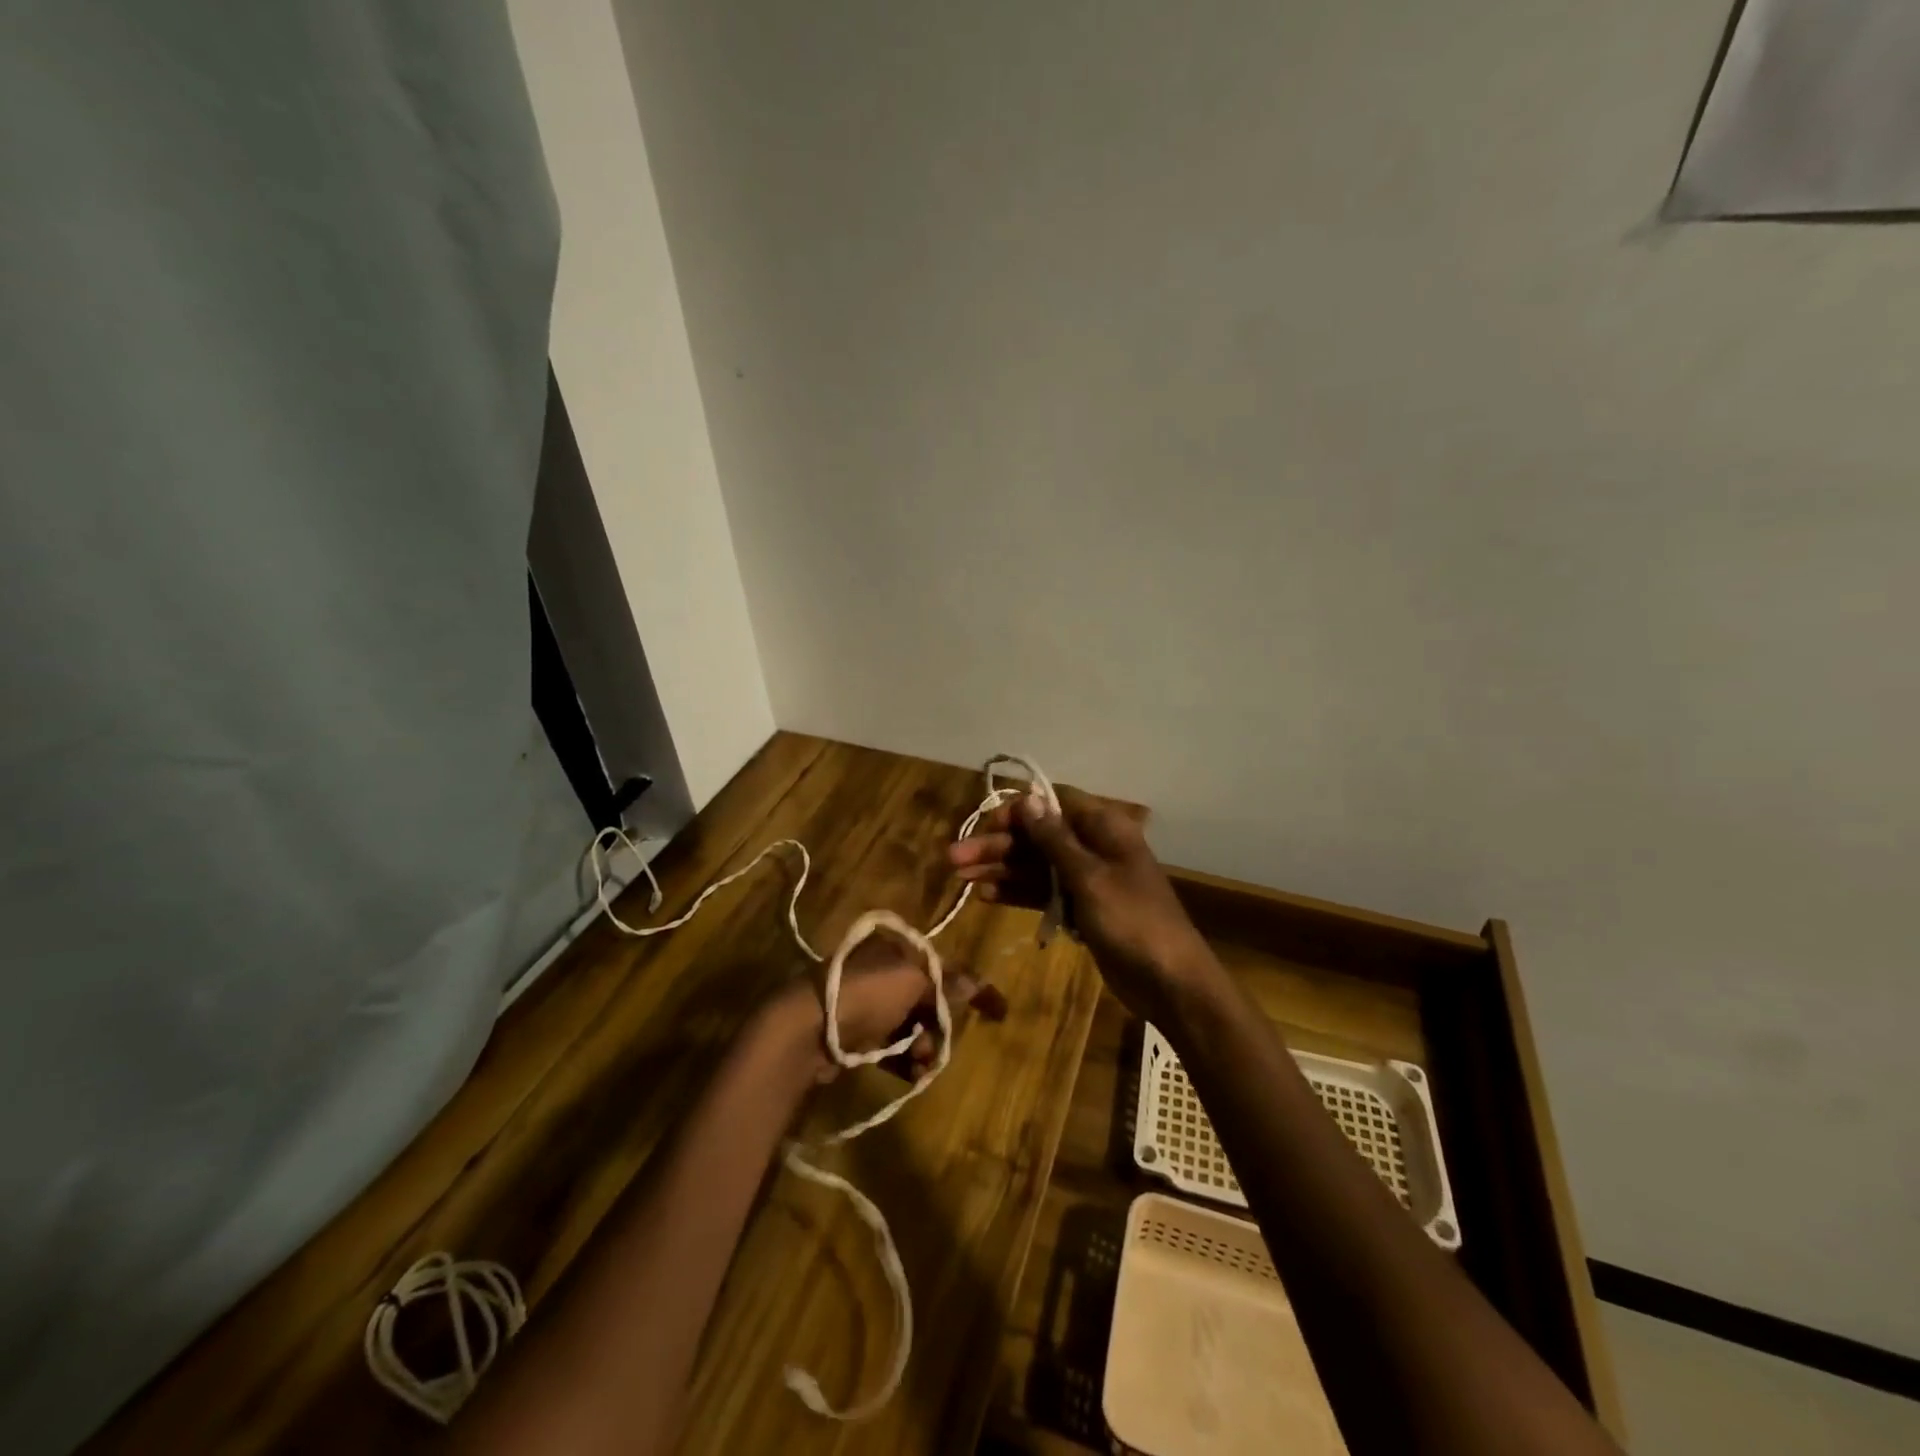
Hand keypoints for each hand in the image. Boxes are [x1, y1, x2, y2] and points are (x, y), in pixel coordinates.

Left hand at [764, 925, 979, 1082]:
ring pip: (912, 1026)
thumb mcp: (912, 981)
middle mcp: (884, 972)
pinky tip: (912, 1074)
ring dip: (924, 1046)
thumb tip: (977, 982)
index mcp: (897, 950)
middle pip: (928, 1000)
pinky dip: (905, 1059)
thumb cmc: (865, 993)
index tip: (999, 1011)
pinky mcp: (856, 1035)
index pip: (944, 967)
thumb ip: (947, 983)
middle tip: (939, 1046)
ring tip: (922, 1065)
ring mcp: (868, 1004)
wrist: (806, 1027)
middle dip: (940, 1025)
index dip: (971, 987)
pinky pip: (892, 1047)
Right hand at [948, 787, 1211, 1020]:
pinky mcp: (1081, 908)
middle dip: (998, 845)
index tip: (986, 826)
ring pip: (1036, 865)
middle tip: (954, 859)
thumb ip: (1054, 840)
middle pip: (1037, 836)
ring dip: (1001, 869)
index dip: (1018, 811)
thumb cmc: (1132, 921)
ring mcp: (1087, 879)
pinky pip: (1044, 892)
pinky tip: (986, 896)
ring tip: (960, 878)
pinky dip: (1018, 892)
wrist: (1170, 982)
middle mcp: (1093, 847)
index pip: (1053, 804)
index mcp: (1104, 828)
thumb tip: (1028, 799)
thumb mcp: (1089, 878)